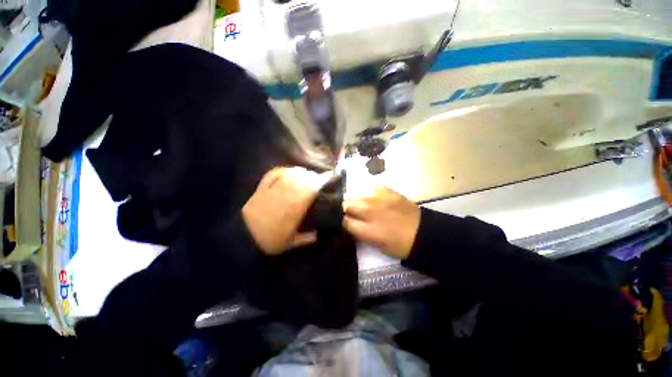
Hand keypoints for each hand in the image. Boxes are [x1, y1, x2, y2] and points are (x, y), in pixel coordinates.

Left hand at [243, 167, 330, 255]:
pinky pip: (275, 173)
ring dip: (302, 172)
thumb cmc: (269, 241)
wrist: (243, 237)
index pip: (311, 189)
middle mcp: (285, 195)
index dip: (322, 181)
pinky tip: (292, 171)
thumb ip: (307, 239)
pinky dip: (286, 170)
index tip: (330, 178)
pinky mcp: (262, 187)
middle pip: (303, 179)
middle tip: (321, 180)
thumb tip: (319, 234)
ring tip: (309, 175)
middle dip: (314, 177)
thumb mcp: (290, 244)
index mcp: (294, 208)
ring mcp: (273, 189)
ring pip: (291, 175)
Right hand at [343, 186, 420, 259]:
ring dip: (354, 202)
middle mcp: (370, 212)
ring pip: (357, 196)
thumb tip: (349, 224)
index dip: (340, 221)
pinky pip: (372, 189)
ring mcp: (379, 200)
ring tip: (359, 206)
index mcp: (367, 230)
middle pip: (346, 205)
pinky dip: (370, 194)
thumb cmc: (398, 245)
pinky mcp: (389, 192)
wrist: (422, 233)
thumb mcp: (376, 245)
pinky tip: (373, 199)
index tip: (341, 222)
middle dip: (343, 209)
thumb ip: (360, 233)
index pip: (344, 221)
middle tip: (347, 213)